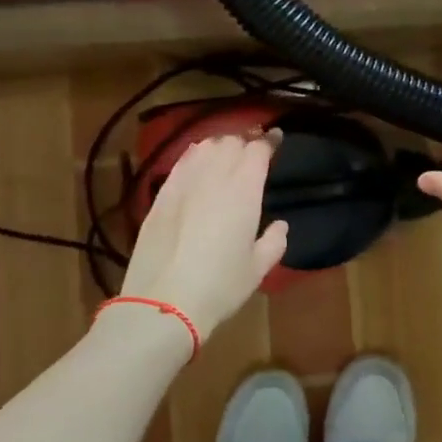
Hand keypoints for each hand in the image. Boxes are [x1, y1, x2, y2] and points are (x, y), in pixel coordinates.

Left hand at [117, 132, 289, 340]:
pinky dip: (194, 157)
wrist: (164, 301)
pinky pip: (181, 162)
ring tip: (225, 156)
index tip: (276, 140)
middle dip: (244, 143)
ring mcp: (183, 182)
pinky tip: (197, 165)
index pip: (258, 150)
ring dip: (219, 146)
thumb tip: (280, 226)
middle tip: (251, 153)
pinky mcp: (161, 194)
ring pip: (204, 147)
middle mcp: (214, 176)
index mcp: (244, 190)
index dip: (269, 141)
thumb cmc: (220, 286)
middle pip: (231, 142)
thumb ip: (274, 242)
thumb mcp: (257, 269)